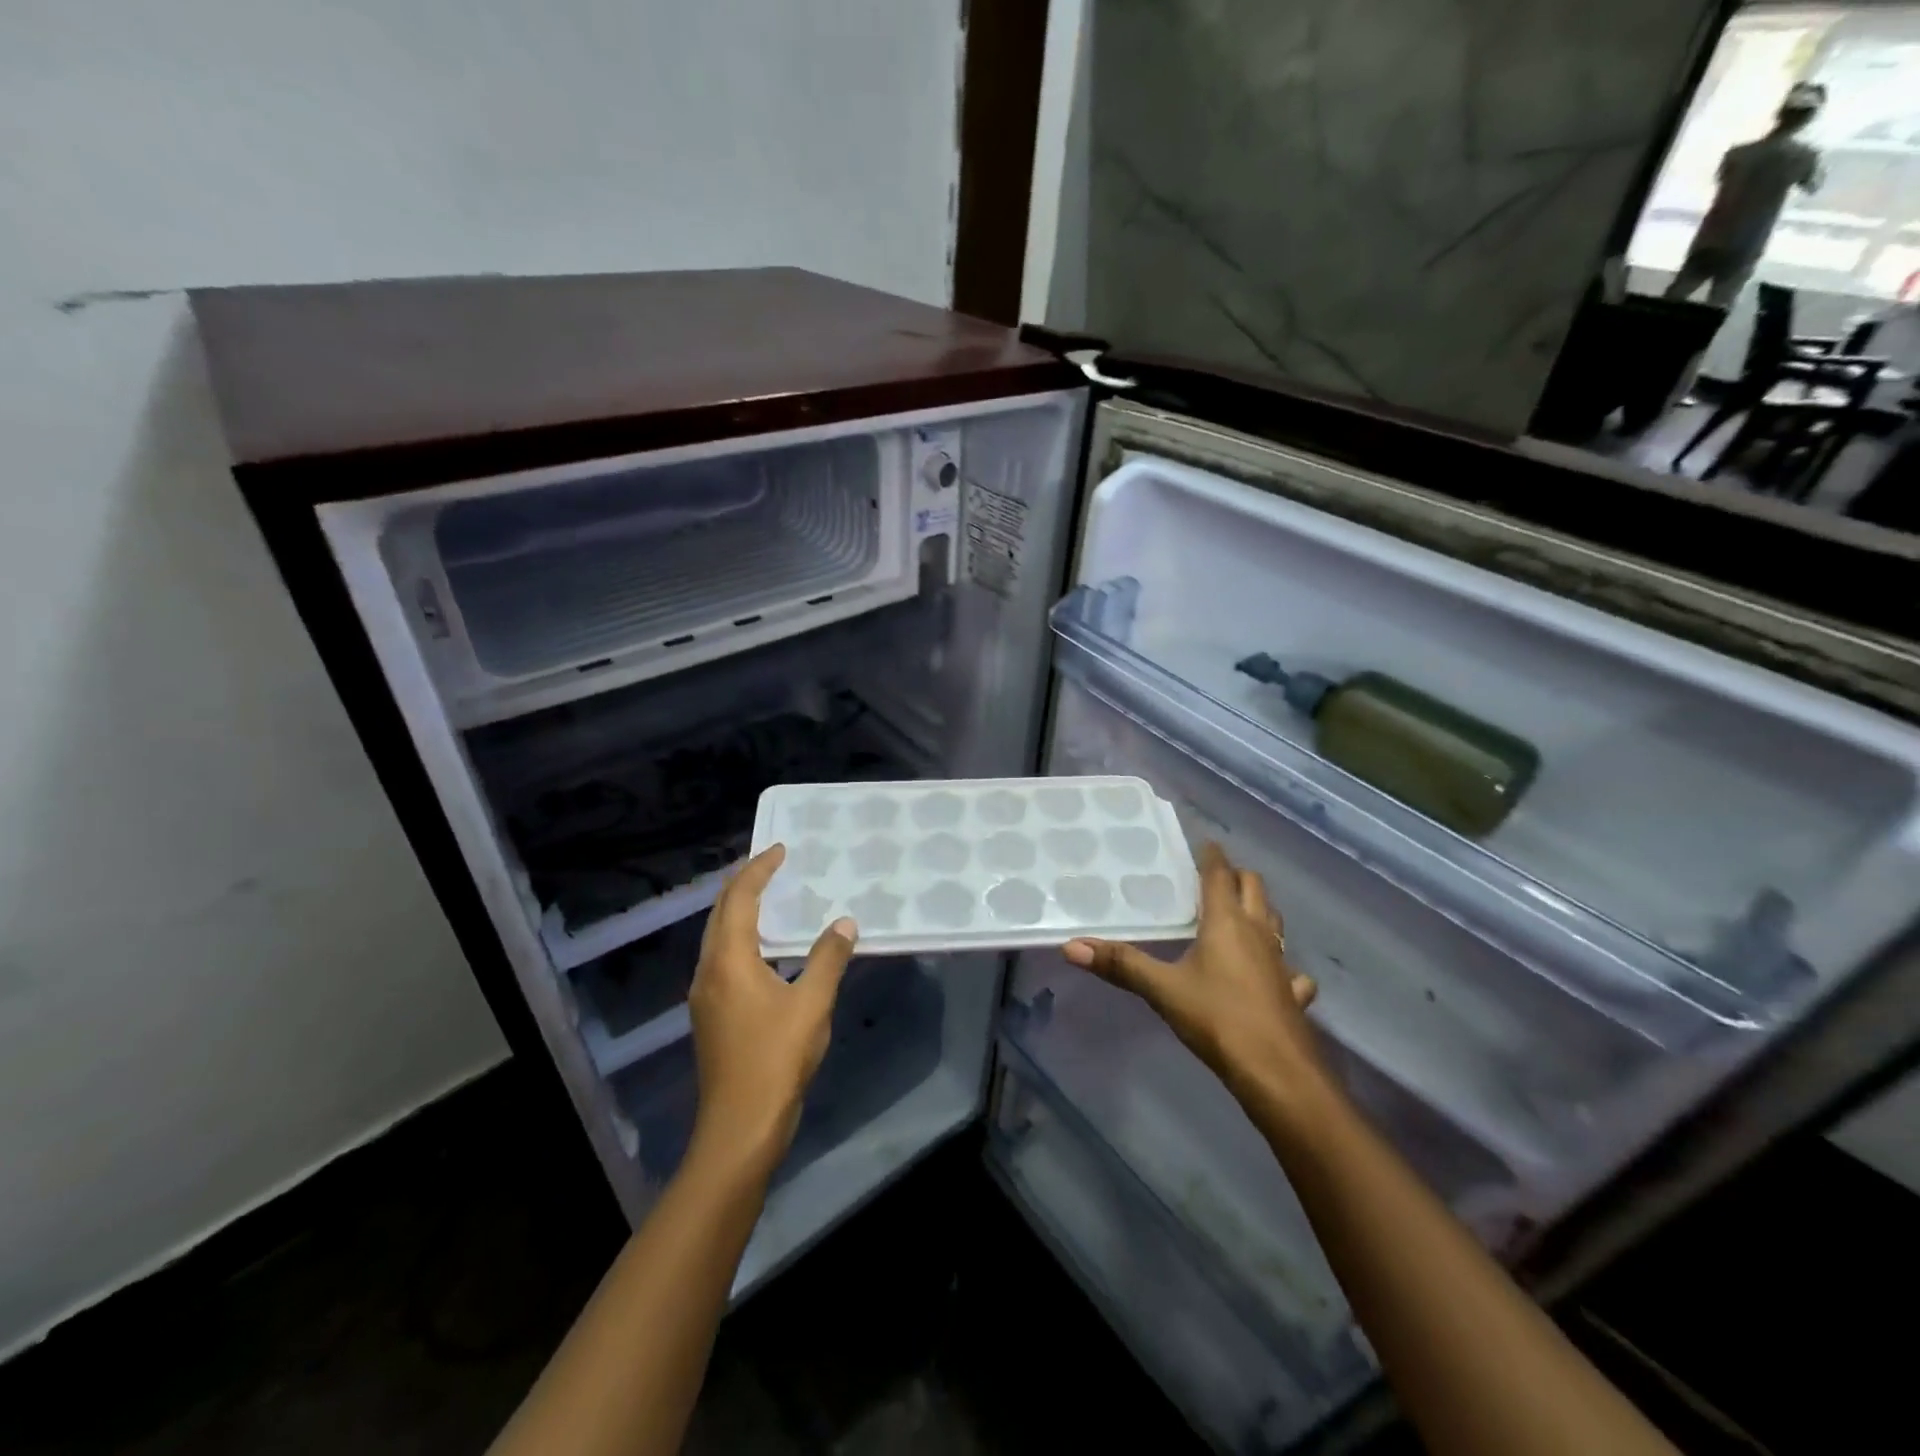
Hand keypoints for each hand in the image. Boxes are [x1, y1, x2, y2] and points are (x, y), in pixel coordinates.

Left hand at [686, 845, 856, 1174]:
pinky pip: (722, 958)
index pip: (739, 899)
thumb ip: (828, 958)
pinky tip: (767, 948)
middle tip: (772, 864)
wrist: (739, 1127)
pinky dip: (742, 937)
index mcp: (728, 961)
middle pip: (720, 914)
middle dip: (744, 884)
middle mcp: (708, 971)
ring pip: (718, 937)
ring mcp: (705, 995)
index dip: (758, 870)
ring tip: (770, 897)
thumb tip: (844, 922)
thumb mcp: (812, 1004)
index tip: (780, 849)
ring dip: (741, 911)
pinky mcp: (711, 1014)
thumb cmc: (776, 1059)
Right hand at [1063, 843, 1329, 1128]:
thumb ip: (1121, 965)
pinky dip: (1282, 964)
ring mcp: (1281, 964)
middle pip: (1254, 889)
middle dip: (1237, 877)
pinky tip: (1273, 974)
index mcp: (1227, 922)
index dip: (1212, 857)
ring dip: (1259, 910)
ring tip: (1239, 913)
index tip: (1205, 843)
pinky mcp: (1292, 994)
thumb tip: (1072, 945)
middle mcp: (1258, 933)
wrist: (1278, 1073)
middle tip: (1214, 876)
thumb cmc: (1219, 1019)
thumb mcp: (1163, 990)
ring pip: (1274, 923)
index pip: (1220, 875)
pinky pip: (1291, 969)